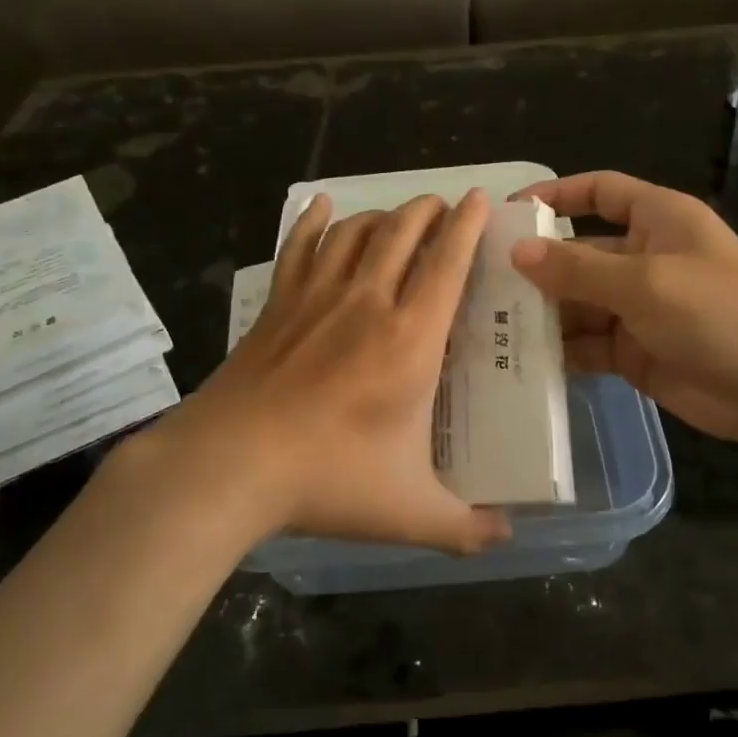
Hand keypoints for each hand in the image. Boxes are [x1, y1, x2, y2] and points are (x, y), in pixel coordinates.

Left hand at [147, 190, 511, 554]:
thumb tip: (507, 538)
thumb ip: (464, 527)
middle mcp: (368, 302)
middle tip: (442, 205)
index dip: (466, 226)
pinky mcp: (277, 306)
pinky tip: (319, 205)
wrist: (230, 465)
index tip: (477, 198)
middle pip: (402, 232)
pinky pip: (298, 248)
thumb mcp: (409, 513)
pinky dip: (311, 221)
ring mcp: (317, 298)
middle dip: (427, 210)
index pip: (448, 263)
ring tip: (397, 214)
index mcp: (411, 339)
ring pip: (355, 233)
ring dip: (381, 214)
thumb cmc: (328, 479)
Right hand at [510, 171, 737, 440]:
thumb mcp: (645, 281)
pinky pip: (588, 342)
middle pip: (580, 252)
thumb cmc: (718, 311)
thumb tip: (517, 252)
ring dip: (544, 311)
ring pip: (579, 301)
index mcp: (657, 220)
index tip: (511, 212)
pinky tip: (522, 357)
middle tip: (484, 282)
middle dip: (538, 266)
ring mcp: (639, 306)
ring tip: (492, 323)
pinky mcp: (635, 350)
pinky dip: (562, 349)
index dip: (557, 195)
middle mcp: (644, 258)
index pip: (601, 192)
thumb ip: (577, 268)